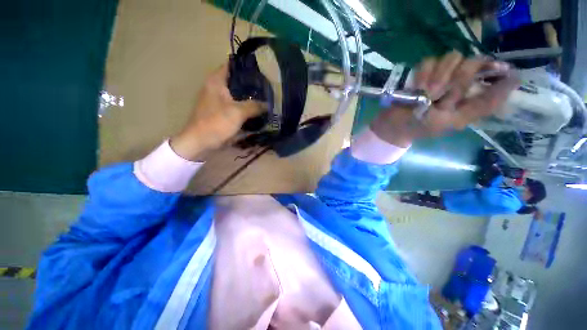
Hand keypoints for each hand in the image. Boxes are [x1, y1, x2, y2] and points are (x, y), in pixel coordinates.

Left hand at [170, 64, 263, 159]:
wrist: (200, 142)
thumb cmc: (216, 123)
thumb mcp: (238, 113)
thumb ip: (255, 106)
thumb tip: (269, 105)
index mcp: (217, 81)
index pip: (233, 65)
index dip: (247, 66)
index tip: (262, 71)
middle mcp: (217, 87)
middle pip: (237, 80)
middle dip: (252, 83)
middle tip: (267, 87)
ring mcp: (219, 100)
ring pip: (238, 94)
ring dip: (250, 96)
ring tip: (265, 98)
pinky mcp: (222, 111)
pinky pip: (237, 105)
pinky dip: (246, 106)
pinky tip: (256, 110)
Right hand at [371, 51, 519, 146]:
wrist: (394, 125)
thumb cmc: (422, 127)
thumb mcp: (455, 121)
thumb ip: (484, 105)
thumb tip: (514, 81)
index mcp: (471, 97)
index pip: (494, 75)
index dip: (498, 71)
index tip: (501, 71)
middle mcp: (460, 81)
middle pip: (472, 62)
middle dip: (458, 77)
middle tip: (440, 94)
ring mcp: (440, 74)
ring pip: (452, 57)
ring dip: (439, 75)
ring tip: (427, 92)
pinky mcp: (423, 72)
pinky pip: (429, 61)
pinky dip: (423, 73)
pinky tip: (417, 86)